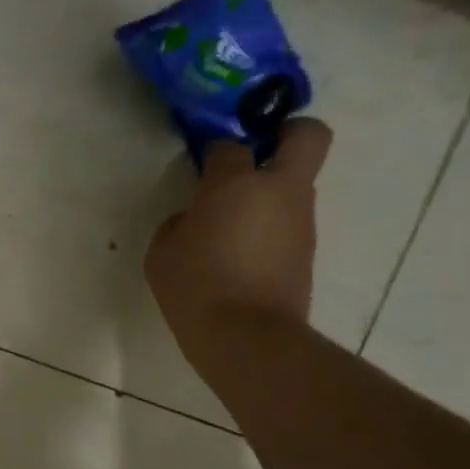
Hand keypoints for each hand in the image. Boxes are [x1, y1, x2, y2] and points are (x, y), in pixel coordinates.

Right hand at [145, 118, 332, 386]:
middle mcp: (279, 190)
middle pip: (307, 135)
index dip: (215, 149)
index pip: (230, 145)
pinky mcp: (307, 249)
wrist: (245, 337)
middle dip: (287, 132)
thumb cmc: (195, 288)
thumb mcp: (162, 253)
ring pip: (298, 183)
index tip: (202, 163)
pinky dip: (270, 226)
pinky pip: (290, 221)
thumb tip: (195, 218)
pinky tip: (241, 255)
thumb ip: (178, 224)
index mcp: (236, 184)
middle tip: (258, 152)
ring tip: (234, 224)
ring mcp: (301, 220)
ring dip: (272, 191)